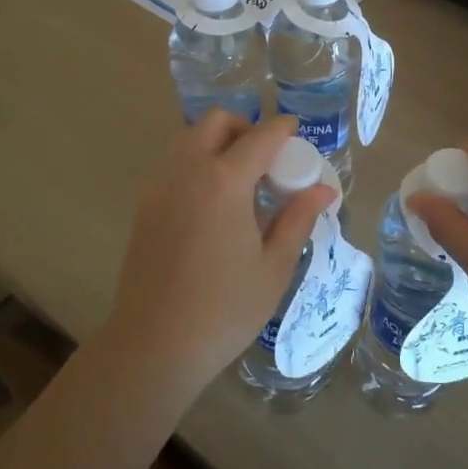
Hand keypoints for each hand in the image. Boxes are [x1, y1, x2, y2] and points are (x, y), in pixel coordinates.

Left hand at [107, 111, 332, 393]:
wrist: (154, 346)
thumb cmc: (224, 309)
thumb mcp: (273, 267)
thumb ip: (298, 219)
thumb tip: (324, 190)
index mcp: (224, 182)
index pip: (260, 137)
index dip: (282, 129)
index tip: (297, 131)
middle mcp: (187, 172)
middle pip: (215, 122)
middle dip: (245, 128)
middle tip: (268, 160)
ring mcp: (159, 187)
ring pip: (189, 139)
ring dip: (218, 143)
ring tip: (242, 182)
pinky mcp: (144, 207)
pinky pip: (174, 164)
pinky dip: (197, 163)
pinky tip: (215, 203)